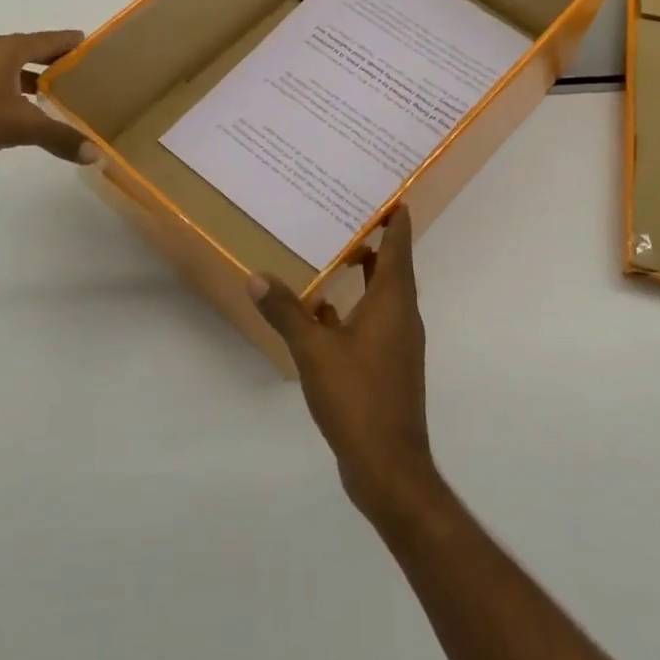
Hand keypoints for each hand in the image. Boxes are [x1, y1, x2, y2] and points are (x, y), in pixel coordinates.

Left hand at [0, 30, 94, 170]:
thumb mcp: (18, 126)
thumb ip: (59, 137)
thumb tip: (96, 154)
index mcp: (8, 49)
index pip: (54, 39)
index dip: (78, 44)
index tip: (105, 52)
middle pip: (38, 53)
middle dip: (64, 64)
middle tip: (94, 77)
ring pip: (20, 72)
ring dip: (43, 82)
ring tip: (71, 97)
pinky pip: (6, 88)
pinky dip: (24, 96)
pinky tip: (35, 115)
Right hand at [250, 205, 441, 528]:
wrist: (389, 467)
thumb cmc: (358, 398)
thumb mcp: (314, 351)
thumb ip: (287, 312)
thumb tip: (257, 276)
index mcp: (393, 302)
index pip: (399, 247)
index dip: (396, 219)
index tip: (389, 192)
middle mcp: (401, 316)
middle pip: (392, 267)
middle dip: (374, 241)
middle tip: (346, 214)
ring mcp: (397, 344)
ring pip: (381, 296)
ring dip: (362, 275)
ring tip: (332, 254)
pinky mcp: (387, 366)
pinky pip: (372, 322)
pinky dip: (352, 310)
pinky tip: (322, 313)